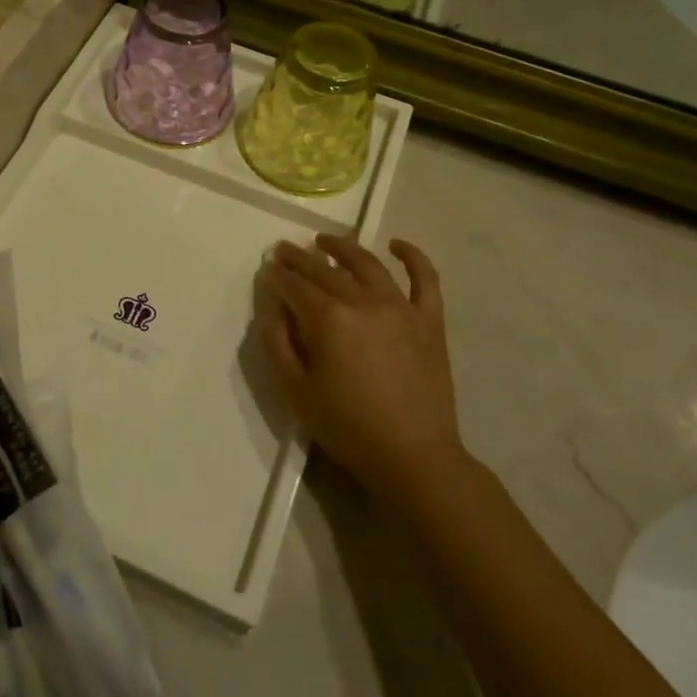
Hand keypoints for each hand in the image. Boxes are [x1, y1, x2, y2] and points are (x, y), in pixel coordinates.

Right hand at [257, 234, 467, 497]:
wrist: (413, 456)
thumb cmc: (348, 428)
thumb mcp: (297, 392)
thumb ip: (278, 346)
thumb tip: (274, 312)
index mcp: (329, 320)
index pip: (296, 287)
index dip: (278, 276)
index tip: (267, 268)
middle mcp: (364, 302)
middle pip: (326, 270)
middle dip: (300, 258)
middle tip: (284, 249)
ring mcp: (401, 307)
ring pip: (368, 264)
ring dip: (343, 247)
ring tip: (325, 241)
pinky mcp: (429, 320)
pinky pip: (425, 279)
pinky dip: (413, 257)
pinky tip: (397, 245)